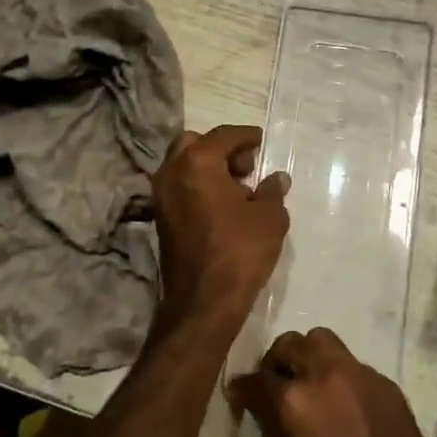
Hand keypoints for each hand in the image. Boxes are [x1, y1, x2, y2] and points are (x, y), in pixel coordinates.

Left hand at [151, 125, 289, 329]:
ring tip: (238, 189)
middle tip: (246, 166)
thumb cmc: (240, 250)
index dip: (246, 136)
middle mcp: (172, 173)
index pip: (224, 136)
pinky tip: (223, 207)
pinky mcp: (160, 220)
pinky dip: (198, 187)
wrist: (203, 301)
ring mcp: (161, 197)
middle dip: (220, 149)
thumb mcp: (269, 217)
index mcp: (197, 163)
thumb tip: (276, 178)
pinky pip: (180, 188)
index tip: (261, 141)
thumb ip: (272, 191)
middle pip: (194, 144)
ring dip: (208, 169)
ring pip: (183, 166)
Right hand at [227, 328, 436, 436]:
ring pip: (322, 340)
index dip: (242, 389)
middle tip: (276, 383)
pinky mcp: (382, 379)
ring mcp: (356, 371)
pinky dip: (339, 375)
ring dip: (308, 355)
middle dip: (276, 362)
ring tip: (310, 381)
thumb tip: (266, 421)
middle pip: (289, 344)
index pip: (256, 380)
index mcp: (293, 401)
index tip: (239, 396)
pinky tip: (344, 401)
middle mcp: (322, 374)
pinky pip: (352, 363)